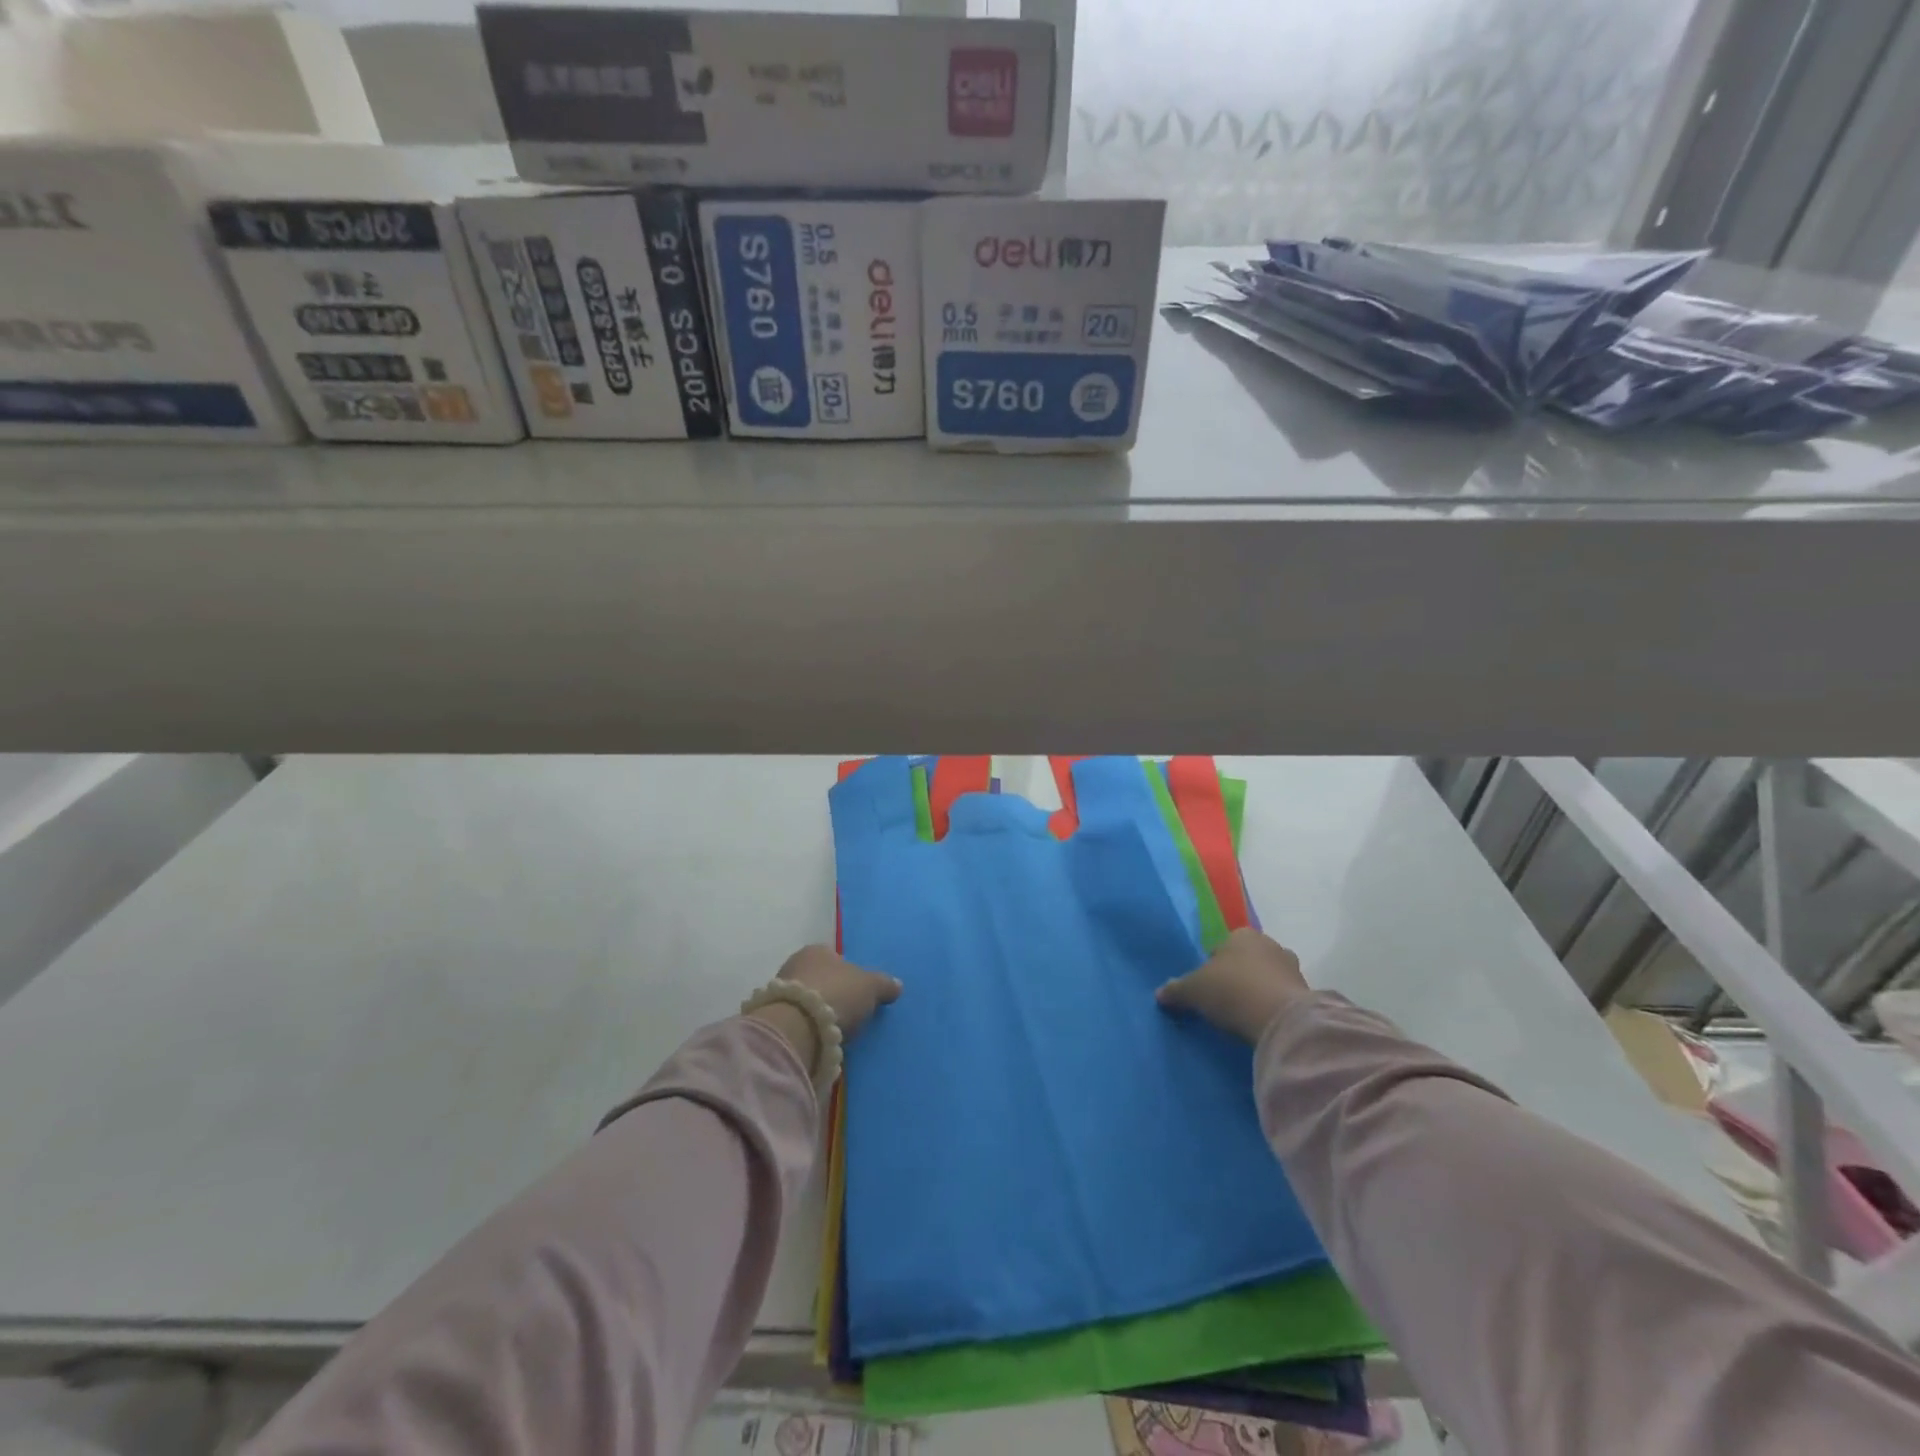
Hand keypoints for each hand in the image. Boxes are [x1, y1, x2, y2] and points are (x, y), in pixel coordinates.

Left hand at [776, 944, 901, 1039]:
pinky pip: (796, 1019)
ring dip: (817, 1011)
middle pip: (819, 978)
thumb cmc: (837, 994)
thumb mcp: (870, 987)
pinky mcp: (772, 1018)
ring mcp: (779, 991)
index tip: (858, 992)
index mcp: (818, 950)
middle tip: (848, 1011)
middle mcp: (795, 964)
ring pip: (806, 999)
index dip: (848, 973)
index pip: (835, 957)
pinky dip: (806, 1027)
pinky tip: (818, 1039)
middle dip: (832, 992)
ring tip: (834, 1029)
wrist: (797, 1027)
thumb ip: (883, 984)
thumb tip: (897, 985)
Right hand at [1156, 929, 1311, 1043]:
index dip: (1212, 968)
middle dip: (1238, 977)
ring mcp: (1292, 967)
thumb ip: (1176, 990)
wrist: (1281, 1019)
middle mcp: (1269, 944)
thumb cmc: (1232, 991)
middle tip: (1225, 1002)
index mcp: (1241, 934)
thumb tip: (1160, 994)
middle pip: (1247, 960)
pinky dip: (1273, 1006)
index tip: (1207, 990)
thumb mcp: (1194, 991)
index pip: (1221, 947)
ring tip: (1244, 1015)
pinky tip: (1262, 1023)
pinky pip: (1282, 997)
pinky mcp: (1307, 992)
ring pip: (1267, 977)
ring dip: (1257, 991)